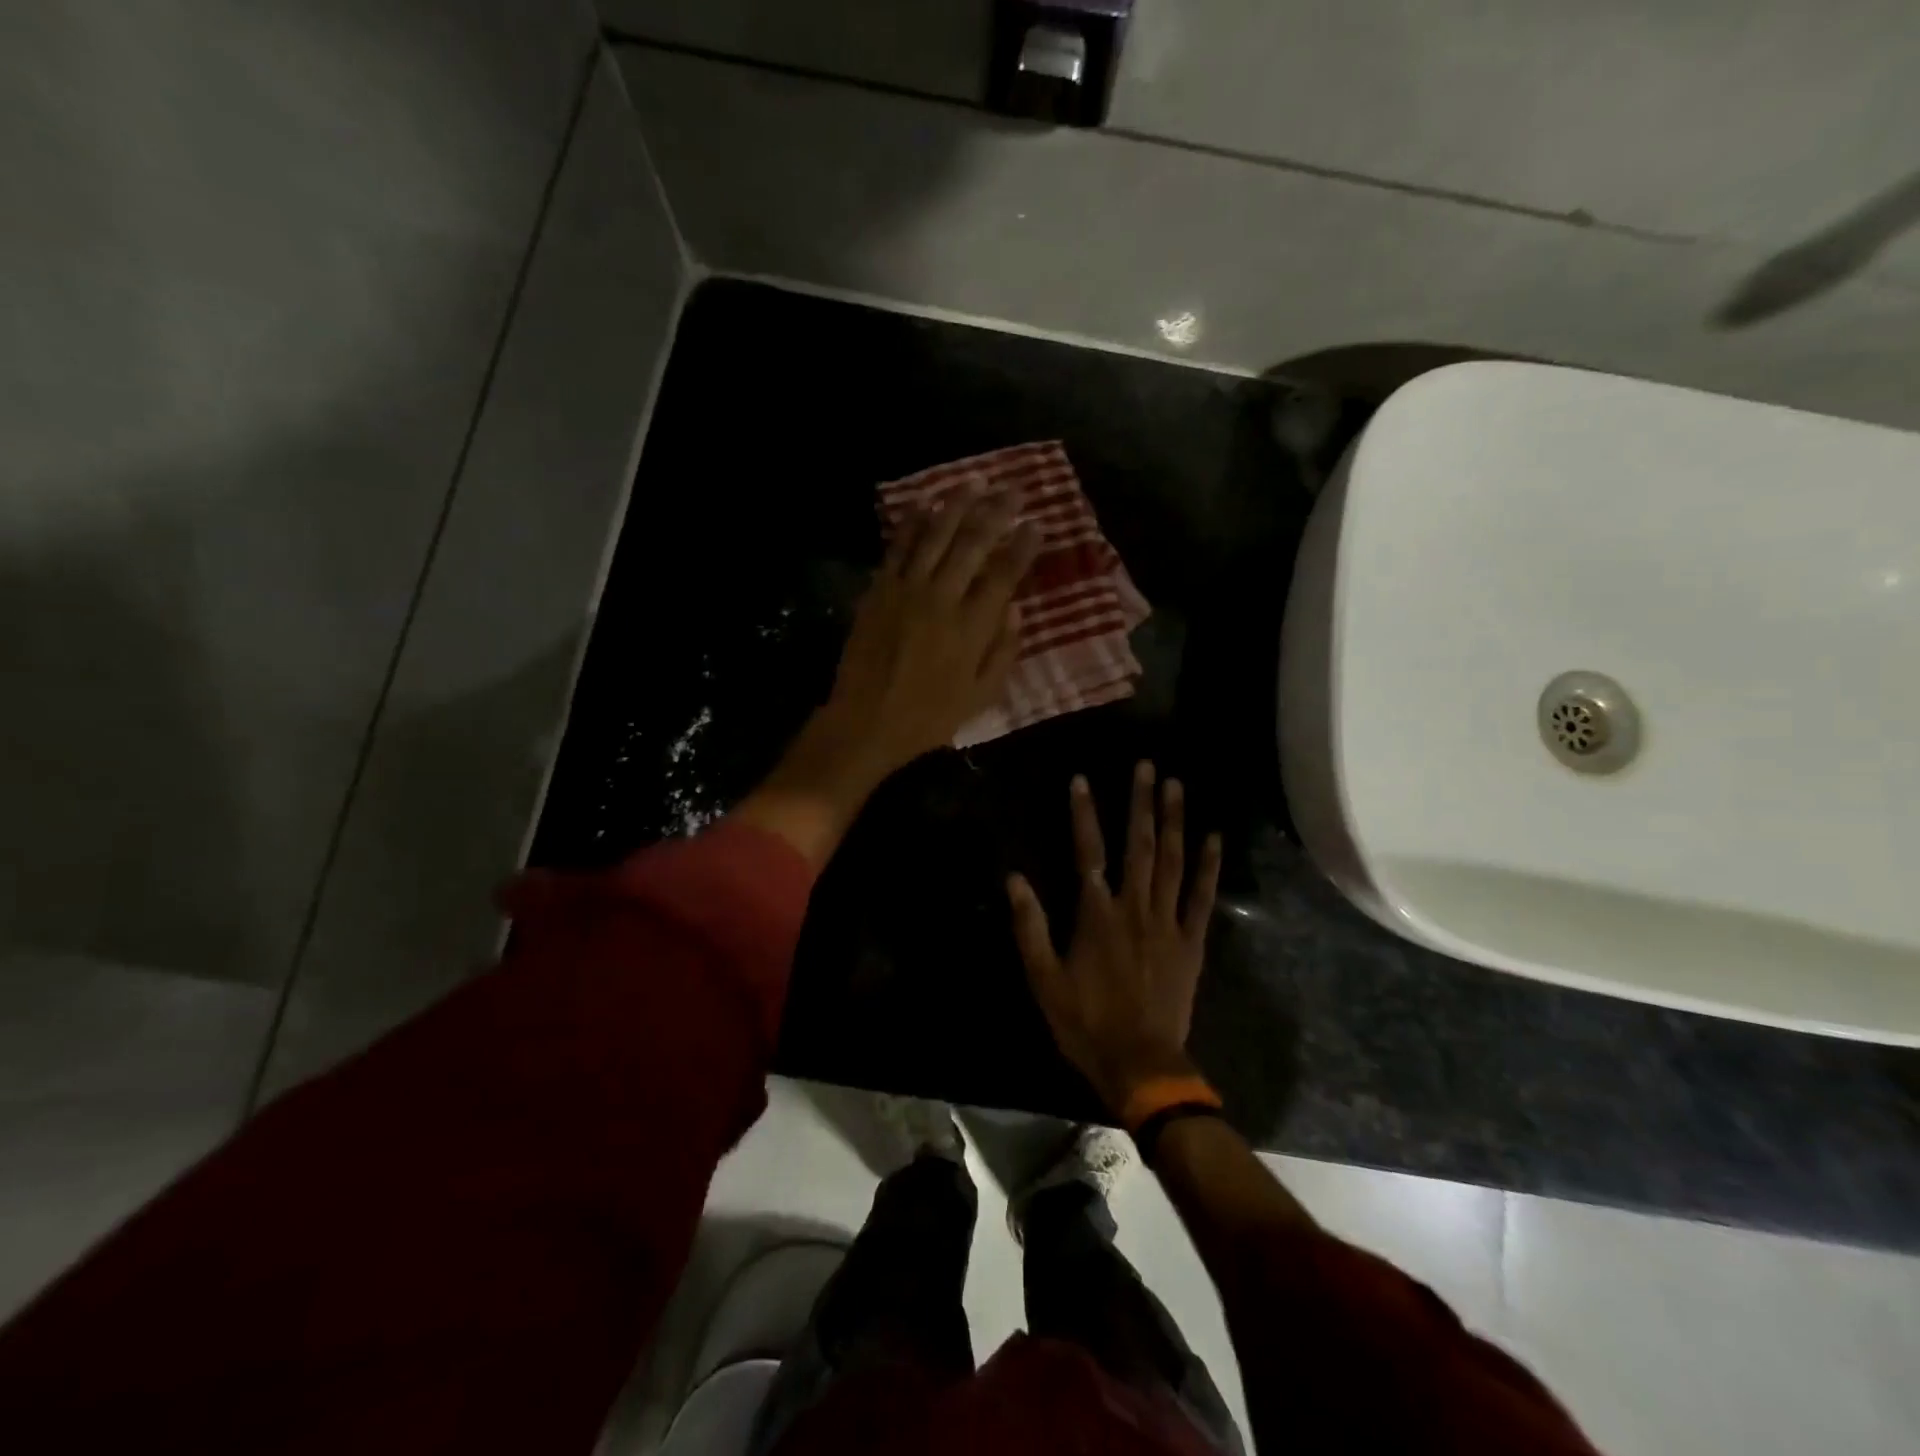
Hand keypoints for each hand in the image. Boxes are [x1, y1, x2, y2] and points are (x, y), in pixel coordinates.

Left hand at [736, 491, 1038, 865]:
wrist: (865, 721)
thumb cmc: (928, 717)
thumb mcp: (981, 698)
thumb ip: (1003, 653)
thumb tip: (1018, 611)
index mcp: (972, 628)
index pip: (1005, 575)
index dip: (1024, 546)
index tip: (1037, 524)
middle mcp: (942, 598)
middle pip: (974, 543)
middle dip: (998, 511)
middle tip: (1015, 488)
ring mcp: (907, 589)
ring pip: (936, 535)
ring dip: (958, 504)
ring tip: (976, 481)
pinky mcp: (879, 589)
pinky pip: (899, 546)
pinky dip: (913, 521)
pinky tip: (926, 502)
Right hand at [1007, 763, 1222, 1116]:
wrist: (1141, 1064)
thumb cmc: (1086, 1022)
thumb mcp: (1044, 978)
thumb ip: (1030, 926)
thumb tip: (1014, 878)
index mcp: (1097, 914)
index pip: (1088, 851)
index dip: (1084, 813)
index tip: (1082, 779)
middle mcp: (1134, 907)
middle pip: (1139, 845)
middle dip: (1141, 802)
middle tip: (1146, 766)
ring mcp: (1167, 922)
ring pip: (1172, 861)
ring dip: (1174, 820)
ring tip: (1176, 785)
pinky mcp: (1192, 941)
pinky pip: (1203, 897)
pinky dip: (1209, 865)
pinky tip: (1213, 837)